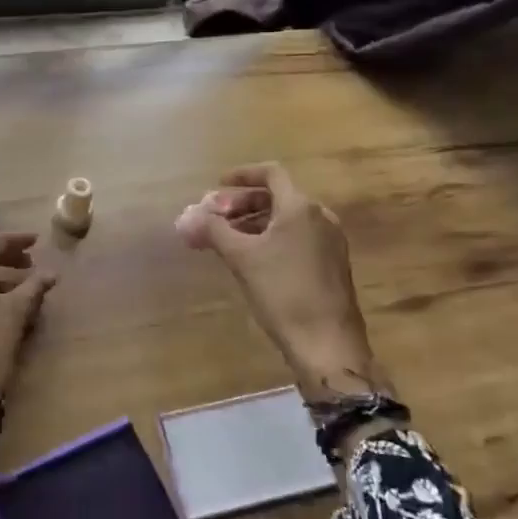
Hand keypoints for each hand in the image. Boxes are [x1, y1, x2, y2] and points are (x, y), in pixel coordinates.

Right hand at [176, 163, 391, 405]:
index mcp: (300, 207)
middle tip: (212, 218)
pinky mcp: (331, 264)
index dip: (242, 175)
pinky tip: (250, 259)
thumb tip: (186, 217)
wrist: (327, 345)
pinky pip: (296, 238)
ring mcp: (329, 242)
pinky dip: (270, 239)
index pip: (270, 173)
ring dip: (252, 223)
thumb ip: (213, 231)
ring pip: (285, 220)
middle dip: (240, 204)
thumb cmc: (283, 292)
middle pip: (275, 197)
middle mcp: (320, 217)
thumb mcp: (242, 258)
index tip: (217, 185)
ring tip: (224, 240)